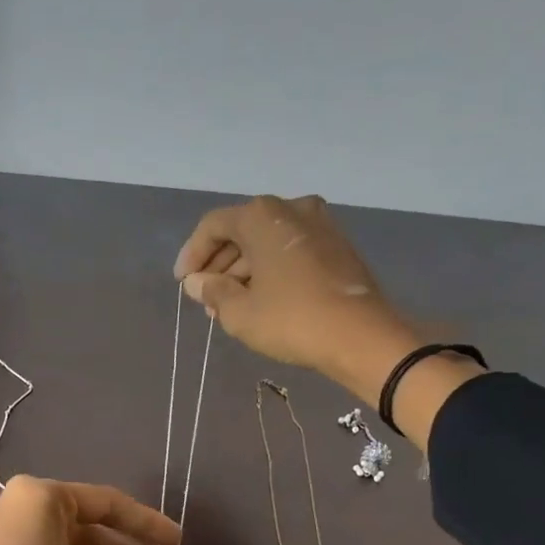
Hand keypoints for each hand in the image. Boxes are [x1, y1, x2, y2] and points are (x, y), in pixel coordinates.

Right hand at [174, 194, 424, 403]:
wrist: (361, 336)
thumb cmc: (291, 319)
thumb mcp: (239, 312)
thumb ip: (213, 292)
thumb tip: (198, 283)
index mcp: (262, 216)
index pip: (213, 226)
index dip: (192, 254)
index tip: (184, 284)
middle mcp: (291, 208)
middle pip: (242, 230)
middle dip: (219, 264)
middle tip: (206, 298)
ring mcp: (319, 225)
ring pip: (267, 242)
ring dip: (243, 270)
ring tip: (230, 306)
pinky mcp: (337, 246)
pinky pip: (290, 250)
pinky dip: (269, 270)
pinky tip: (260, 300)